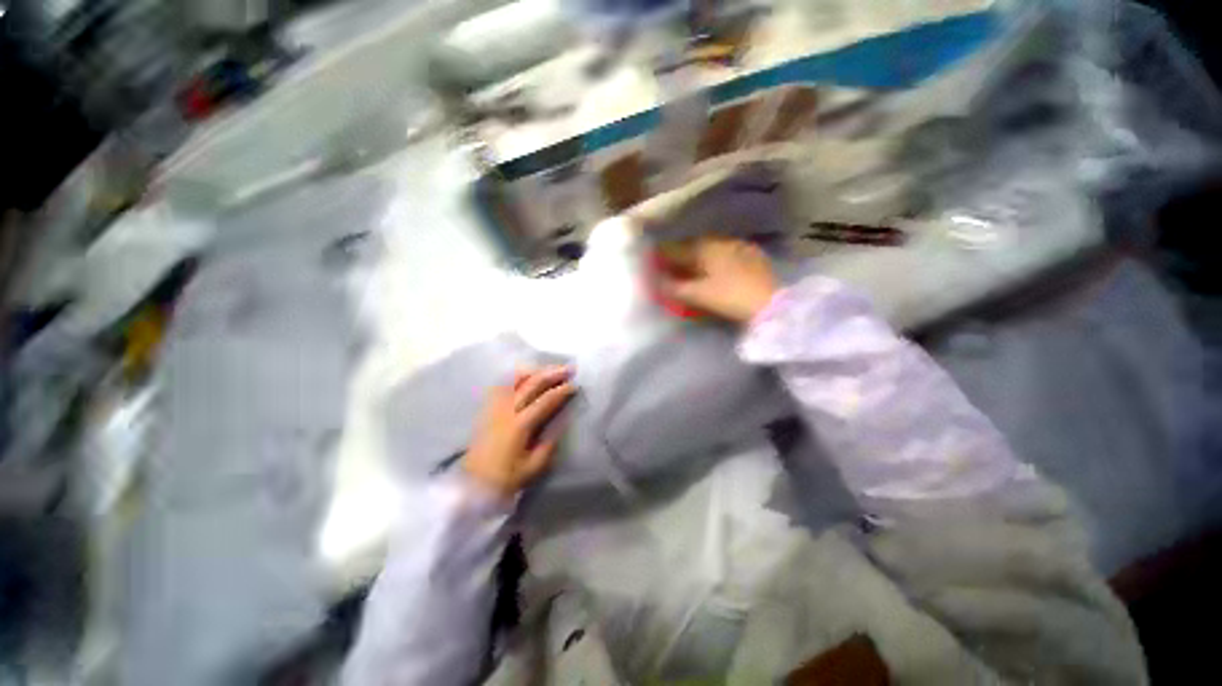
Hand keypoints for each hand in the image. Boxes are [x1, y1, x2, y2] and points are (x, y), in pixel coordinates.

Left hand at [464, 366, 575, 496]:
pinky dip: (516, 377)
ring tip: (549, 369)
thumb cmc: (506, 478)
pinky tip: (525, 376)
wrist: (473, 485)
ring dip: (534, 372)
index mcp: (520, 425)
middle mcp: (506, 411)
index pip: (545, 400)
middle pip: (531, 384)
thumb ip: (549, 442)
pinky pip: (502, 385)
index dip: (561, 391)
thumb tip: (563, 421)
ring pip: (514, 380)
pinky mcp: (487, 409)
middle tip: (568, 368)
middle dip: (551, 374)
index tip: (575, 385)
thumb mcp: (533, 466)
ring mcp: (494, 408)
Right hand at [655, 238, 777, 323]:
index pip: (675, 248)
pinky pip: (723, 255)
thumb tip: (656, 283)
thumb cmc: (730, 296)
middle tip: (669, 270)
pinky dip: (712, 263)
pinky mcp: (752, 256)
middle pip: (692, 247)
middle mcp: (720, 240)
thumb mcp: (698, 294)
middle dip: (679, 258)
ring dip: (696, 260)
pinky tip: (713, 273)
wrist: (771, 303)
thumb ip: (674, 288)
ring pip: (709, 250)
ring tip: (689, 273)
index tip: (651, 263)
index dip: (661, 256)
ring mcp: (738, 246)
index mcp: (705, 247)